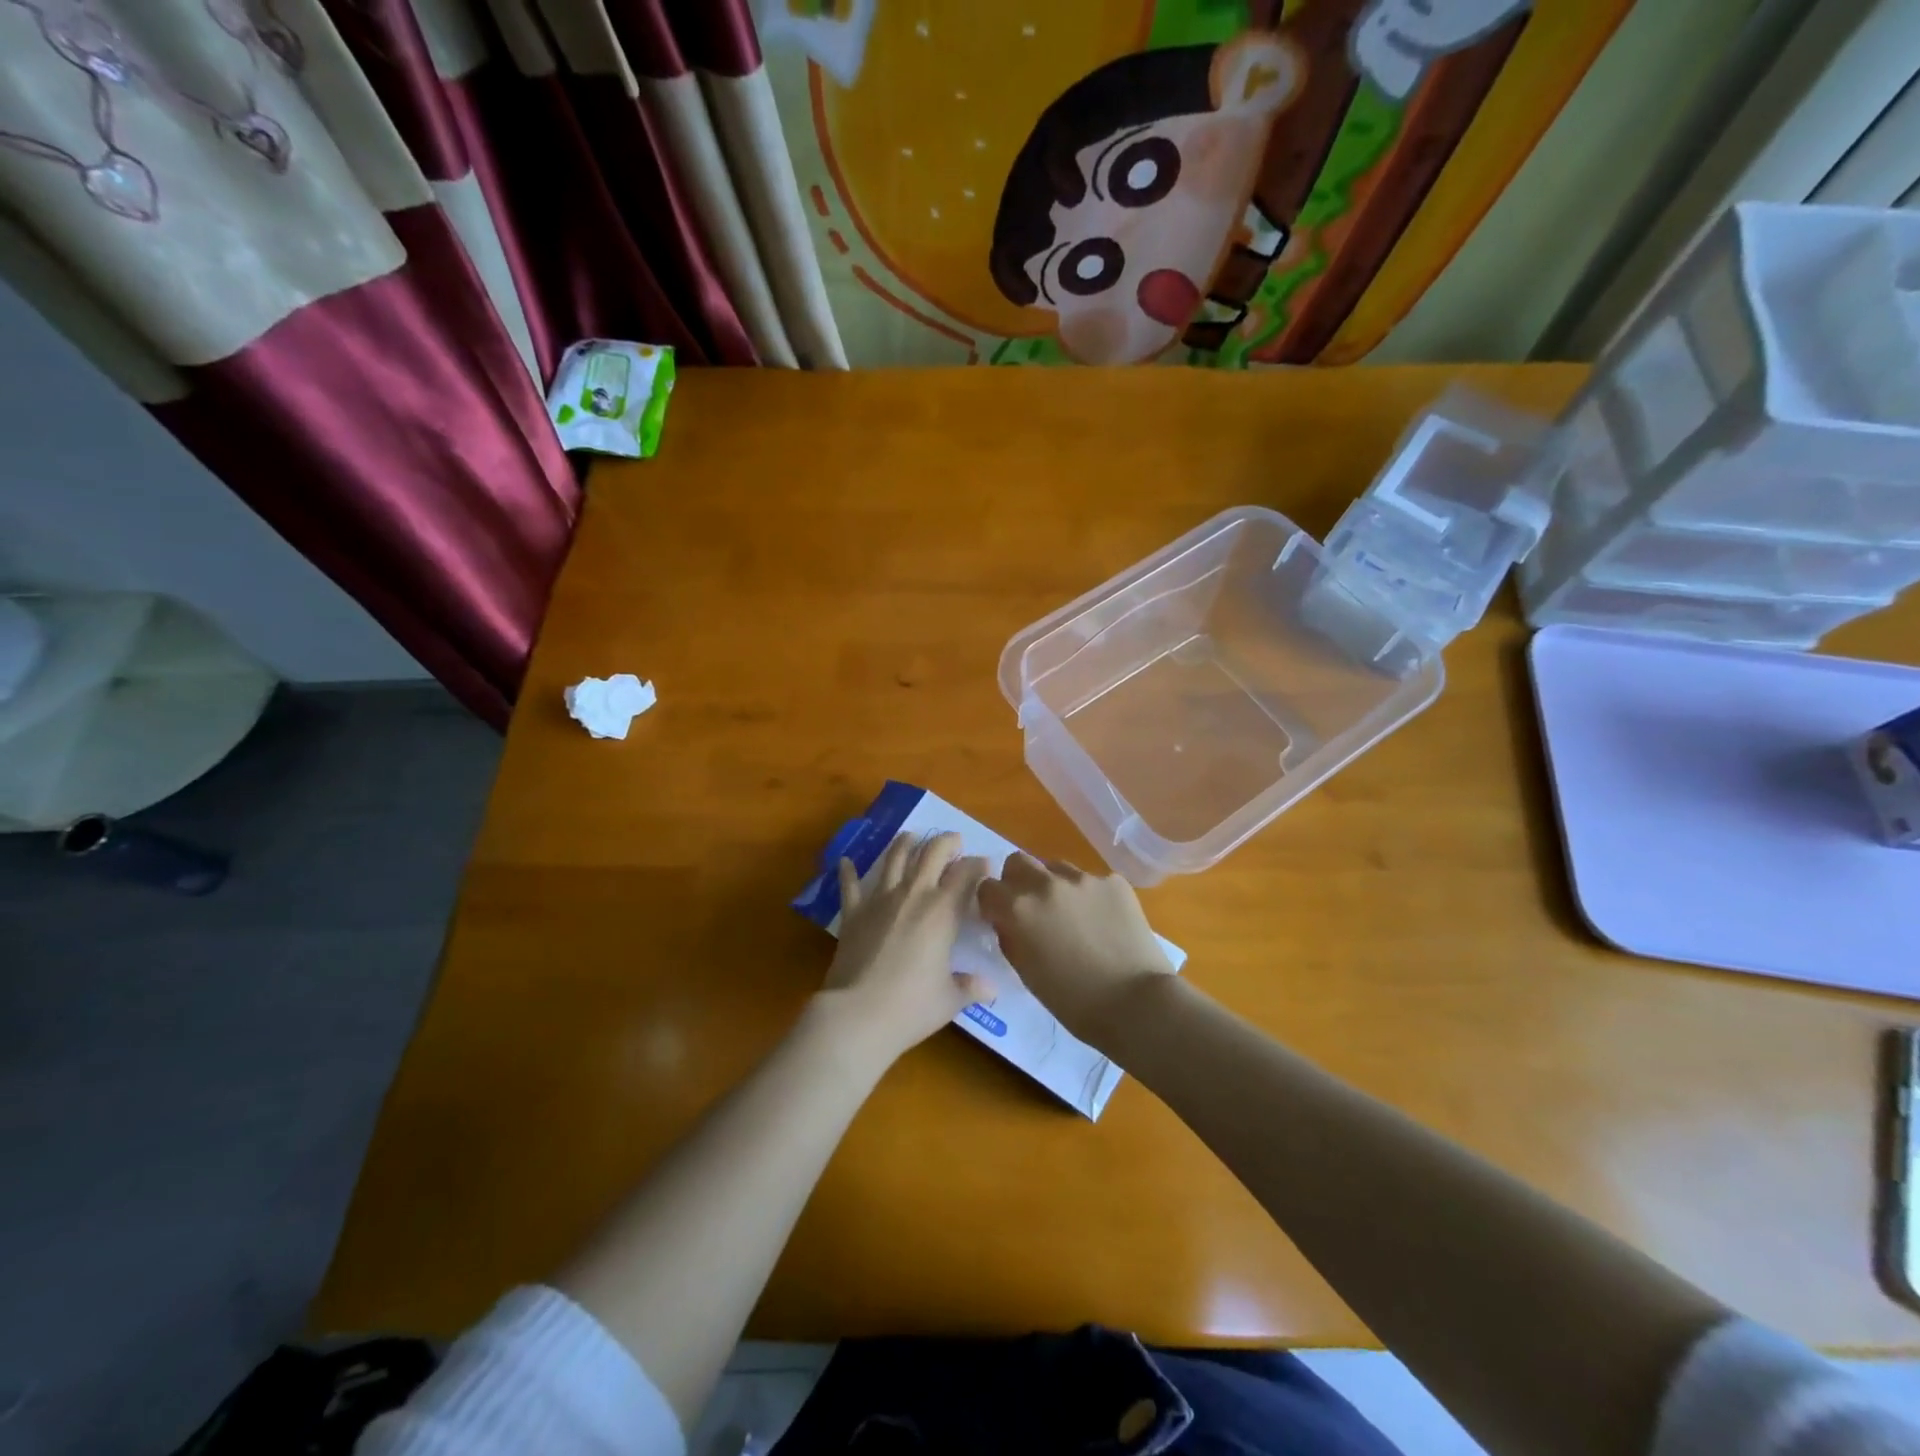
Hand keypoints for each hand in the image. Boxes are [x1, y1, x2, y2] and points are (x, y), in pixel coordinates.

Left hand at [822, 831, 989, 1066]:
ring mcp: (880, 900)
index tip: (984, 863)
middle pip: (931, 854)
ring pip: (894, 859)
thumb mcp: (950, 999)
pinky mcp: (853, 913)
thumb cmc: (912, 1006)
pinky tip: (845, 860)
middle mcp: (913, 895)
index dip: (977, 864)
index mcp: (943, 911)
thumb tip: (990, 989)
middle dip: (946, 842)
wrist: (859, 1014)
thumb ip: (970, 987)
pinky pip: (850, 886)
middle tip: (954, 840)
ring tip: (911, 836)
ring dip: (905, 844)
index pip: (966, 874)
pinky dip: (848, 872)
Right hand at [977, 854, 1175, 1046]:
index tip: (1000, 917)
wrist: (1136, 1003)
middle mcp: (1046, 884)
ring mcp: (1083, 879)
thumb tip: (1007, 921)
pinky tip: (1102, 922)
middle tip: (1031, 908)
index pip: (987, 887)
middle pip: (1018, 862)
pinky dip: (1088, 895)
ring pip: (1055, 867)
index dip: (992, 903)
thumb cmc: (1073, 1001)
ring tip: (1070, 915)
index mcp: (1018, 908)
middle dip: (1017, 881)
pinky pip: (1091, 880)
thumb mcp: (1025, 972)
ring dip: (1053, 885)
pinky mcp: (1114, 882)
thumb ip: (1010, 937)